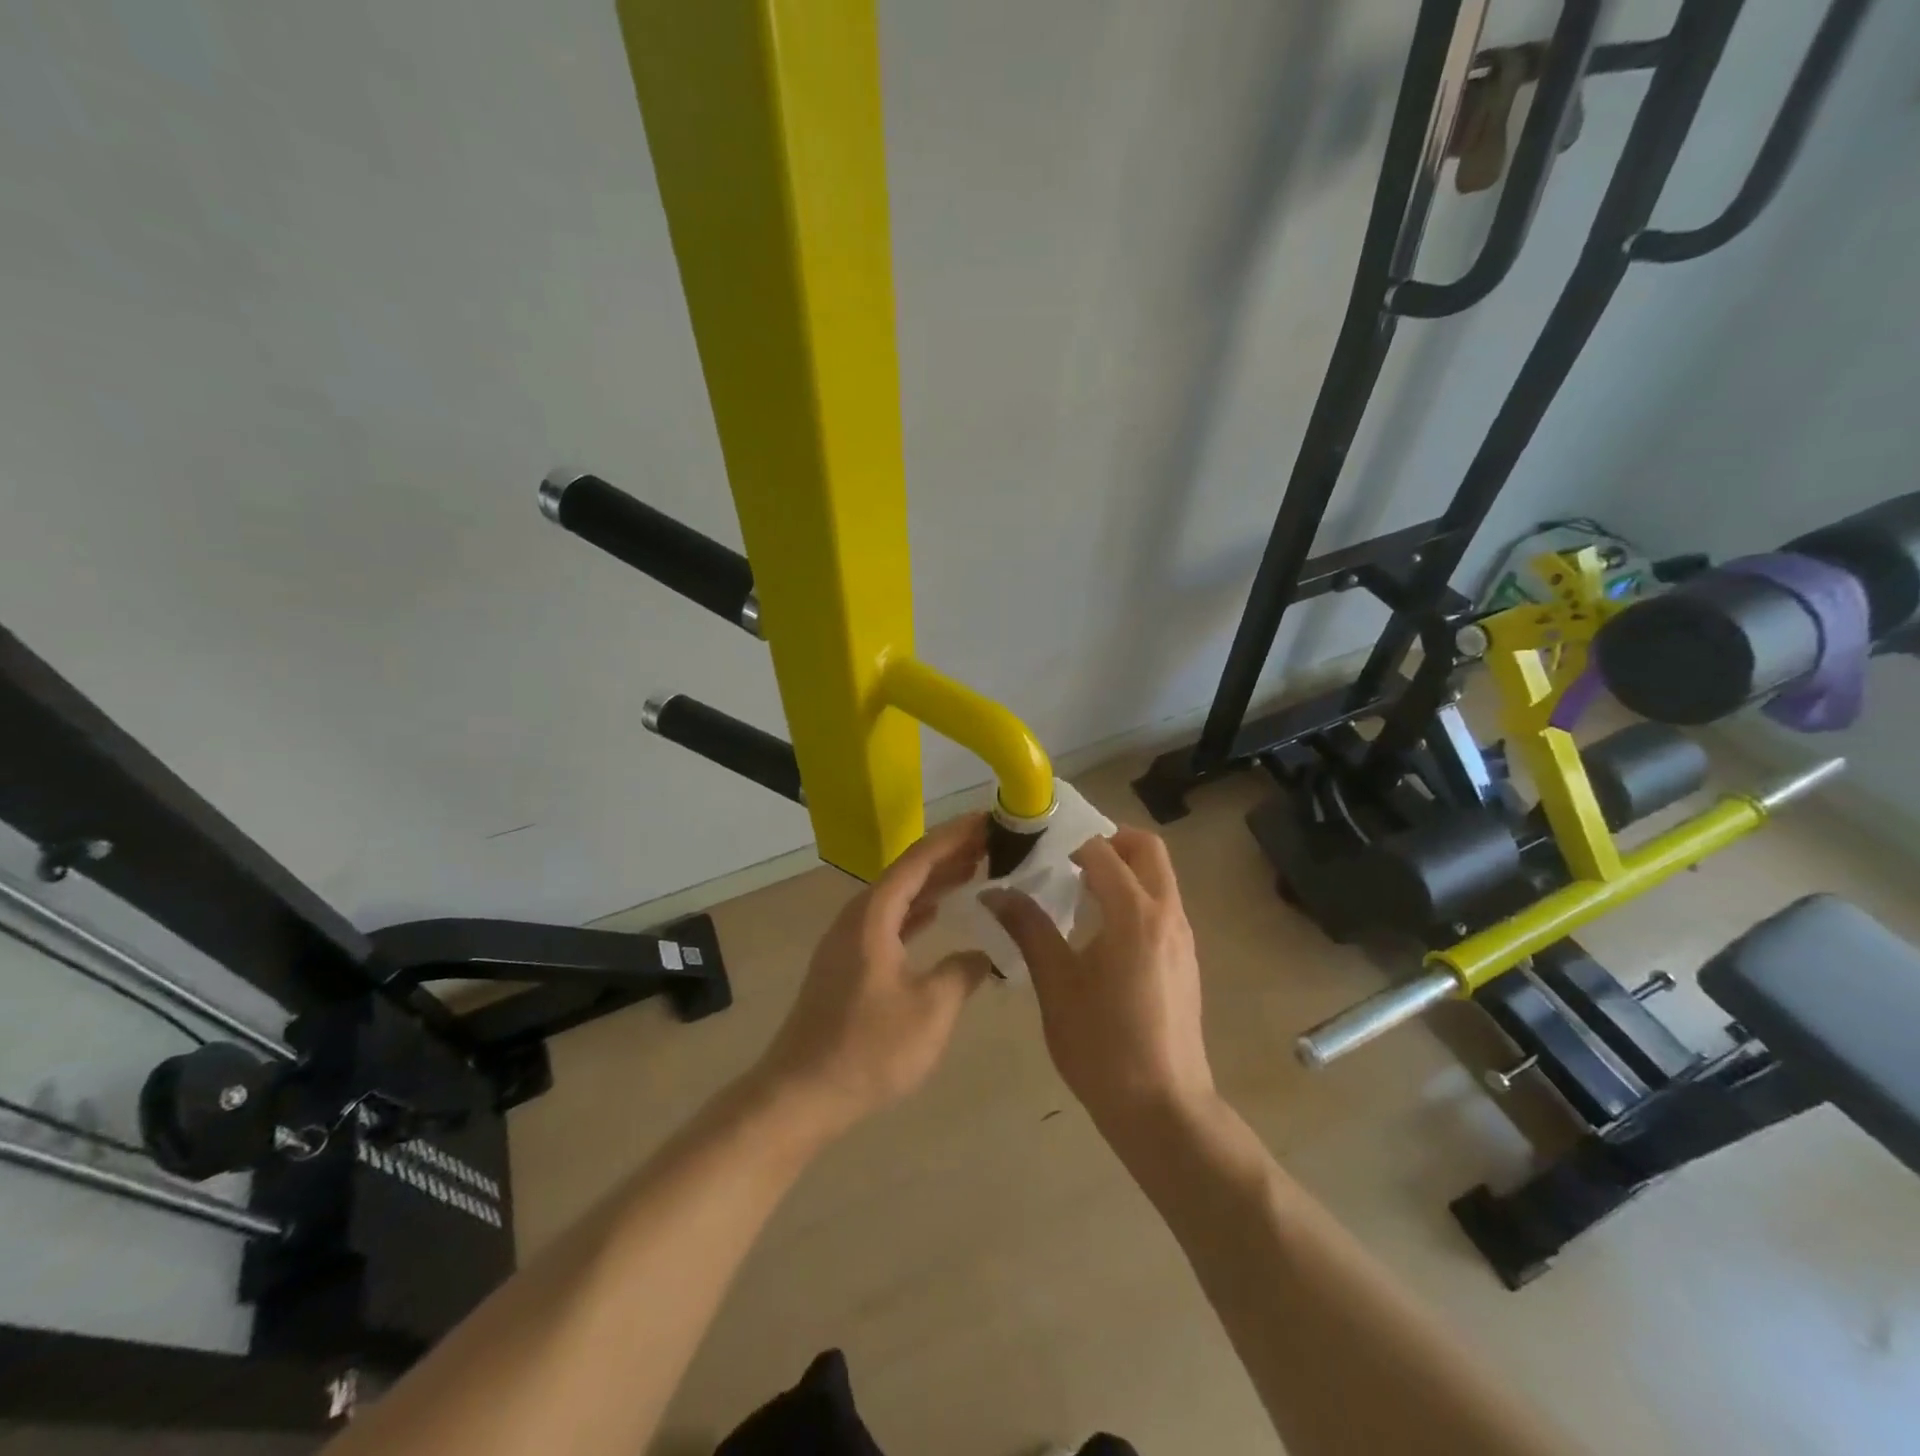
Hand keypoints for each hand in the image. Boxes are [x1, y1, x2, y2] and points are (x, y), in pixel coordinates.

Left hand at [752, 814, 991, 1139]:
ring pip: (899, 897)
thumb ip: (962, 973)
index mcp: (874, 915)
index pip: (919, 859)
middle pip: (908, 872)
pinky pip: (891, 920)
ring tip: (976, 869)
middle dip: (949, 854)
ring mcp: (850, 941)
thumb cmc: (868, 1049)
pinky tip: (939, 912)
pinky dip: (919, 910)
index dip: (955, 837)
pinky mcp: (849, 964)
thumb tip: (983, 954)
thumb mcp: (930, 1010)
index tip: (988, 819)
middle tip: (992, 843)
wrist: (800, 1094)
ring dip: (935, 881)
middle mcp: (858, 917)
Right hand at [984, 827, 1214, 1130]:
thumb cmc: (1102, 1045)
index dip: (1067, 842)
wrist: (1163, 1109)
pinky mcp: (1186, 959)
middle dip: (1109, 841)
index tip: (1036, 850)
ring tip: (1078, 894)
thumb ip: (1028, 928)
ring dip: (1123, 869)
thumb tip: (995, 892)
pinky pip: (1162, 905)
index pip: (1102, 851)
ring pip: (1159, 877)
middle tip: (1067, 859)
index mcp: (1135, 913)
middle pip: (1147, 849)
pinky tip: (1101, 932)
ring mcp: (1183, 937)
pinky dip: (1134, 897)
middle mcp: (1167, 914)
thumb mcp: (1056, 984)